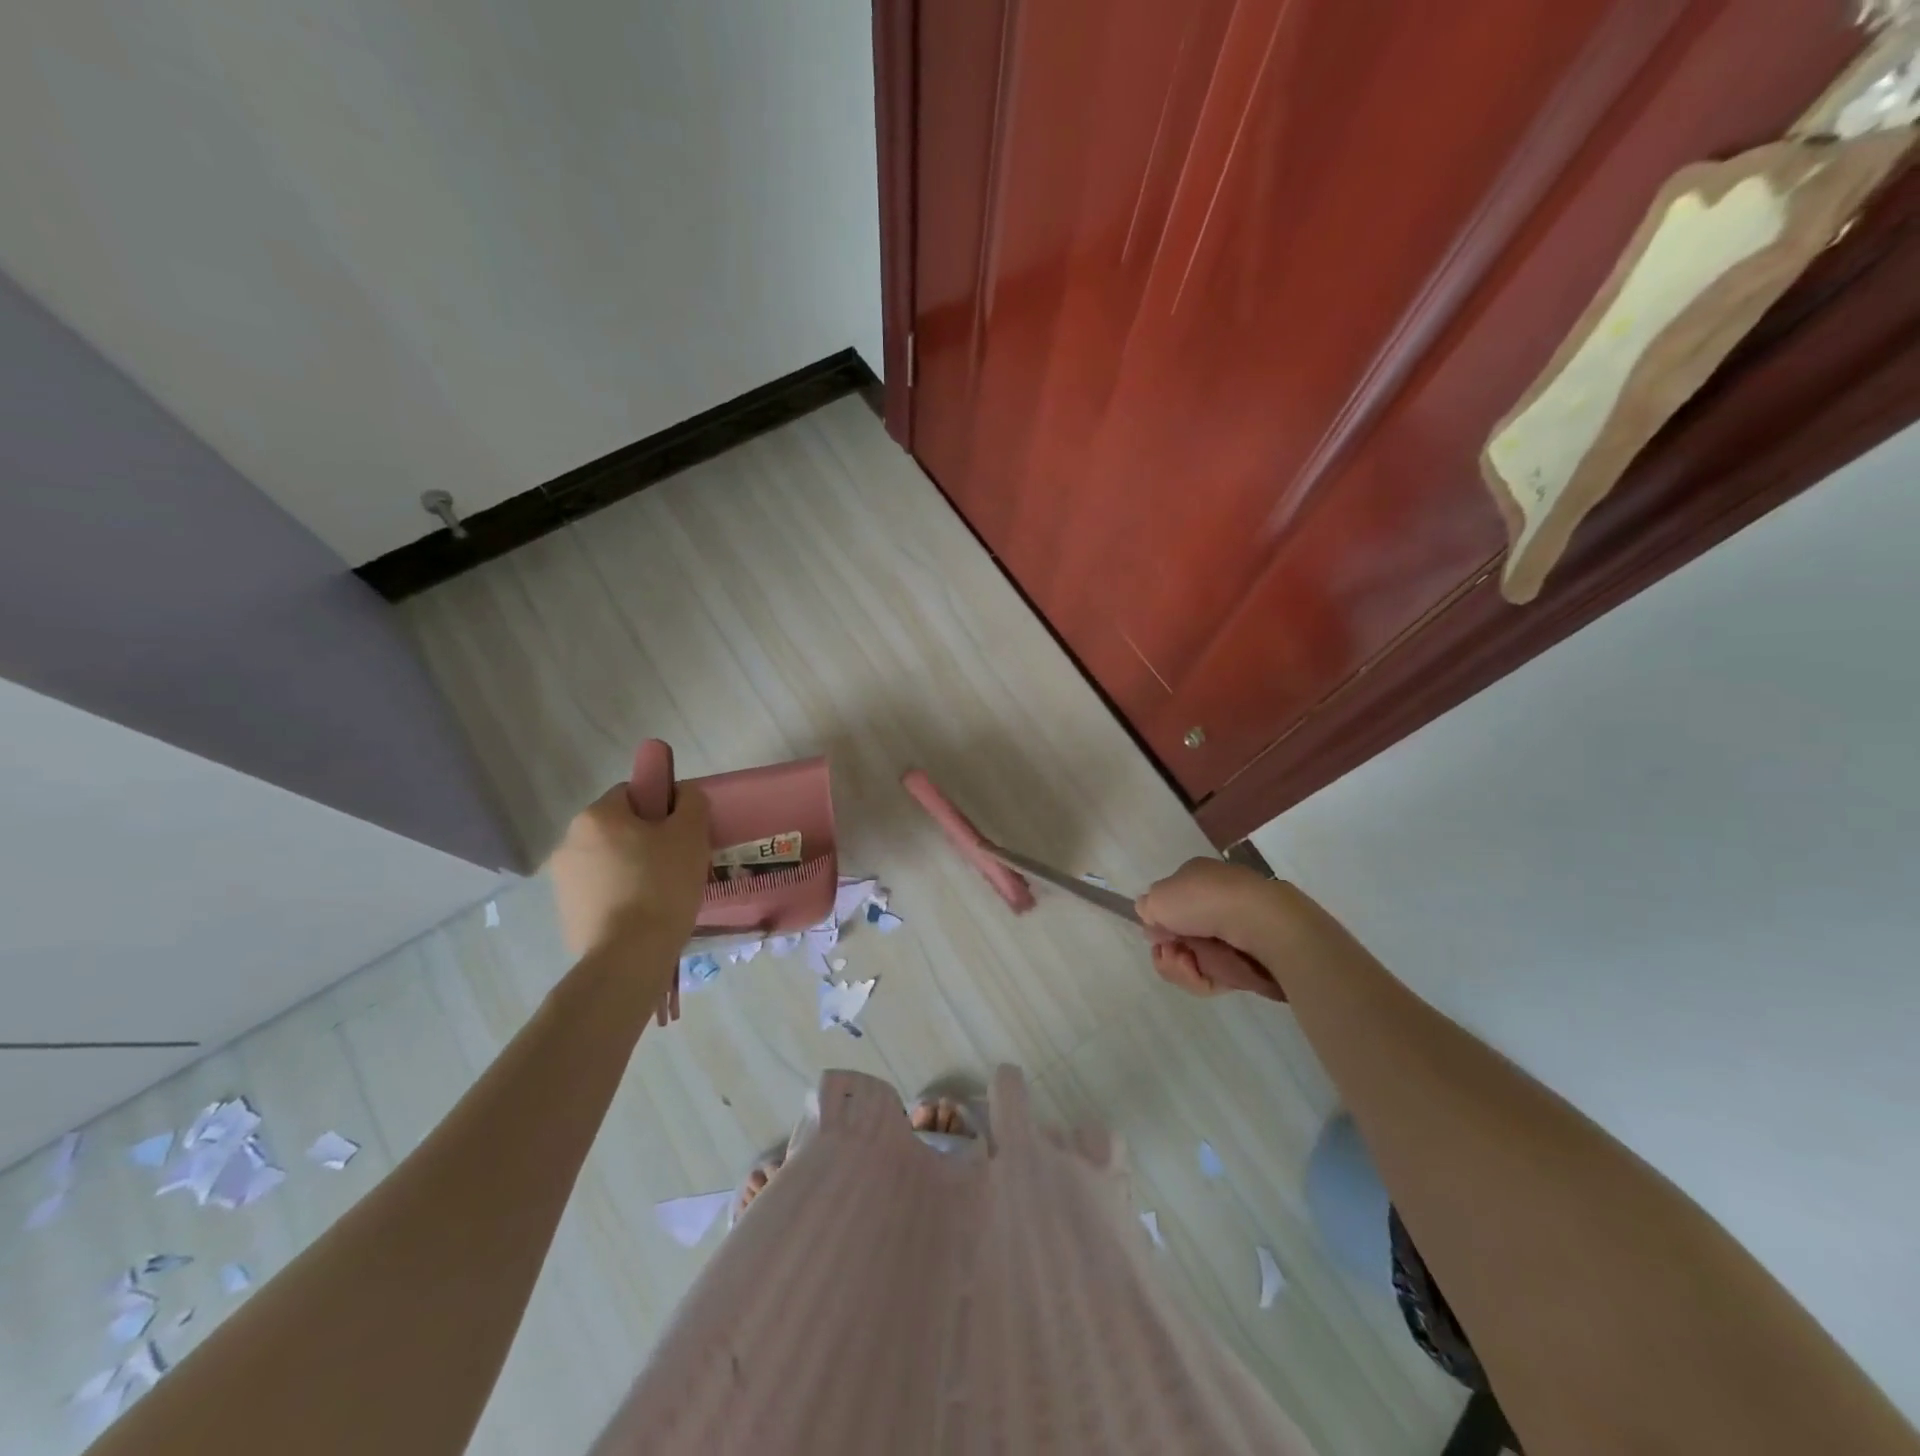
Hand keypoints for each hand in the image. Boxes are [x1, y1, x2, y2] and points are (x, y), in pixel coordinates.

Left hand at [550, 783, 709, 959]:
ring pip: (608, 860)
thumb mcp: (691, 834)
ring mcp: (562, 880)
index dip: (662, 808)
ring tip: (661, 894)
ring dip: (631, 868)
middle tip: (676, 864)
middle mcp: (568, 841)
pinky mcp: (565, 912)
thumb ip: (690, 802)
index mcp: (596, 816)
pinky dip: (620, 895)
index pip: (633, 793)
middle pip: (618, 828)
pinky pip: (600, 891)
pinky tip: (642, 914)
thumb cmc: (662, 885)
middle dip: (645, 840)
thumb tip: (682, 793)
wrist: (629, 956)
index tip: (680, 833)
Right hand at [1136, 859, 1301, 999]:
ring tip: (1190, 964)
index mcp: (1196, 877)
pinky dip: (1204, 978)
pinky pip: (1214, 976)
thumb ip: (1147, 907)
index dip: (1158, 922)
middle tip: (1172, 952)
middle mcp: (1214, 902)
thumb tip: (1156, 922)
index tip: (1157, 932)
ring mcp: (1232, 932)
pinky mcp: (1246, 960)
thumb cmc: (1203, 900)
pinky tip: (1204, 973)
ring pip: (1193, 959)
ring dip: (1182, 967)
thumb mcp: (1158, 896)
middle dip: (1169, 951)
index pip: (1169, 904)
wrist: (1258, 923)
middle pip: (1178, 937)